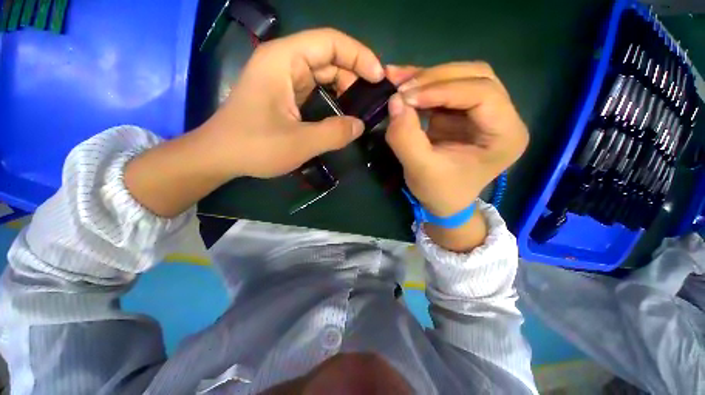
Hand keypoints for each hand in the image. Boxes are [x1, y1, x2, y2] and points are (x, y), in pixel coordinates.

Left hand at [197, 28, 384, 178]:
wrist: (220, 156)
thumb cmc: (254, 147)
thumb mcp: (299, 143)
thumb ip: (334, 134)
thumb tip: (360, 125)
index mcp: (284, 60)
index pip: (330, 42)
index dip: (359, 56)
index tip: (379, 78)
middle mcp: (283, 61)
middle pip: (329, 56)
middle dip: (354, 74)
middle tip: (372, 99)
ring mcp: (283, 78)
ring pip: (323, 73)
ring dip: (345, 88)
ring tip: (362, 106)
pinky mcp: (285, 94)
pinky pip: (315, 88)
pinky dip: (333, 98)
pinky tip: (343, 111)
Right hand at [385, 62, 528, 217]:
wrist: (443, 202)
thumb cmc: (439, 192)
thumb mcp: (420, 170)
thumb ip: (406, 138)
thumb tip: (394, 101)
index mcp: (505, 134)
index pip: (483, 94)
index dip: (444, 90)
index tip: (407, 97)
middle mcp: (502, 117)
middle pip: (475, 77)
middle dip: (435, 78)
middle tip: (401, 88)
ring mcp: (482, 112)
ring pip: (460, 77)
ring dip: (427, 77)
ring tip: (397, 81)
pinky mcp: (462, 113)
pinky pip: (444, 89)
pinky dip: (422, 85)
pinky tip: (402, 85)